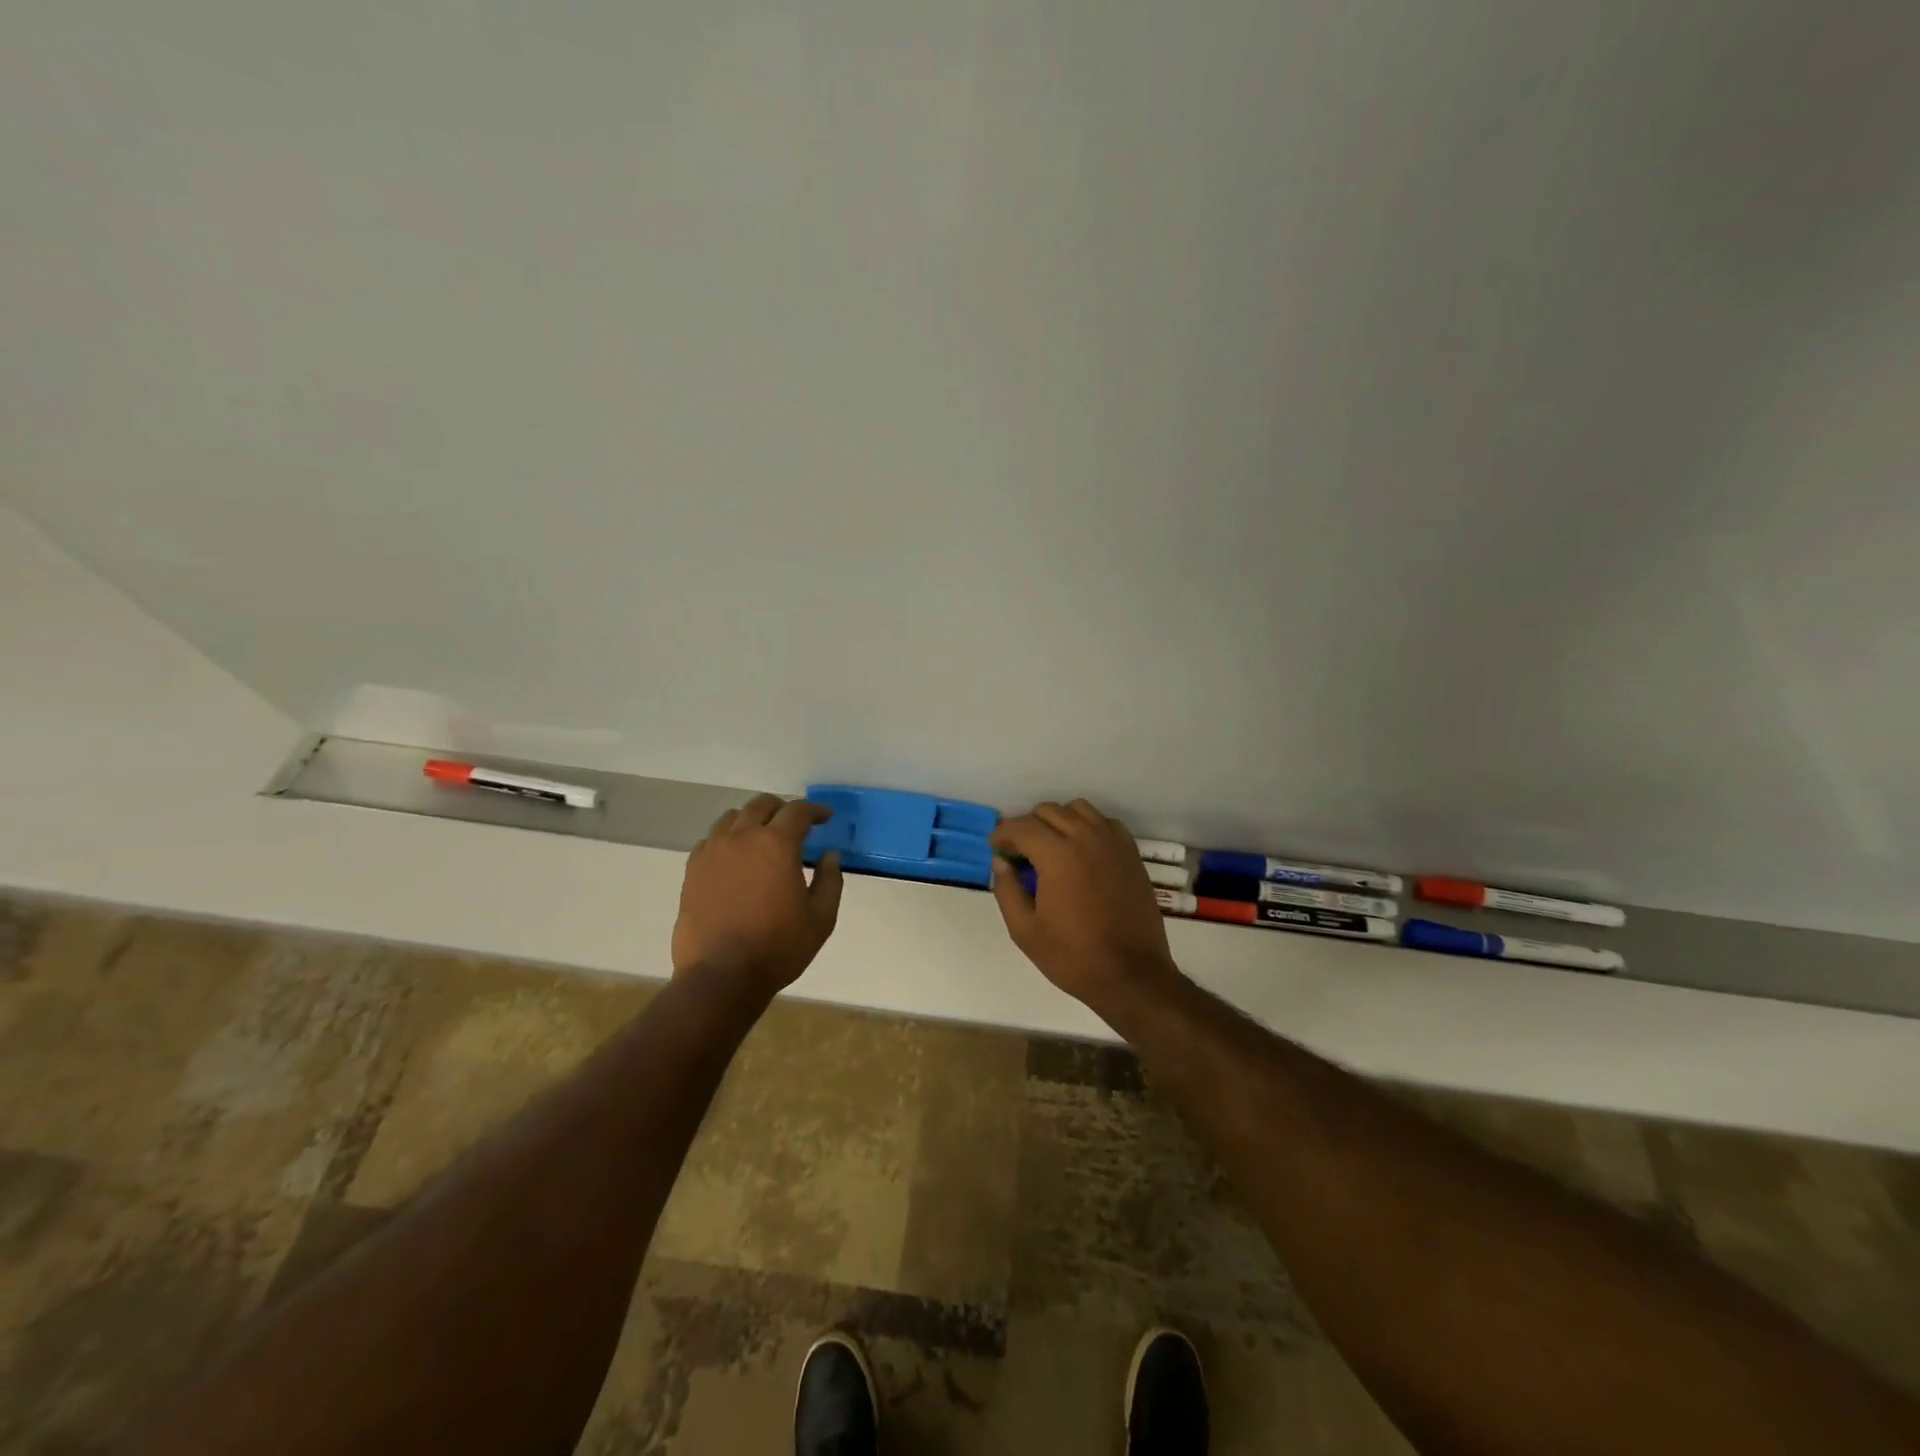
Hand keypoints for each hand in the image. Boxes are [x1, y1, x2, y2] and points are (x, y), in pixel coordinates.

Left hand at [672, 794, 844, 996]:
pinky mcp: (693, 869)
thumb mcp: (821, 918)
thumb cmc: (778, 947)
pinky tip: (735, 857)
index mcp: (777, 844)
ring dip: (753, 820)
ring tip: (762, 837)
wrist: (721, 977)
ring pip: (733, 817)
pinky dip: (727, 838)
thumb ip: (830, 881)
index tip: (825, 818)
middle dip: (783, 809)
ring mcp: (713, 851)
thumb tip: (829, 856)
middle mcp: (742, 837)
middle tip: (795, 826)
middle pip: (762, 805)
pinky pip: (711, 839)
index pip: (798, 811)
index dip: (815, 810)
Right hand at [990, 800, 1178, 1005]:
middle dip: (1027, 827)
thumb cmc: (1073, 957)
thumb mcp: (1025, 931)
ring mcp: (1112, 842)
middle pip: (1048, 811)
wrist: (1132, 974)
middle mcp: (1086, 837)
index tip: (996, 849)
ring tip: (1050, 848)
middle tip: (1019, 854)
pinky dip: (1086, 827)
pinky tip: (1081, 852)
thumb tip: (1001, 862)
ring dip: (1058, 821)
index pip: (1021, 827)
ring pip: (1077, 809)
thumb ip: (1007, 890)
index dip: (1002, 835)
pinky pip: (1103, 822)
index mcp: (1058, 855)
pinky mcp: (1131, 852)